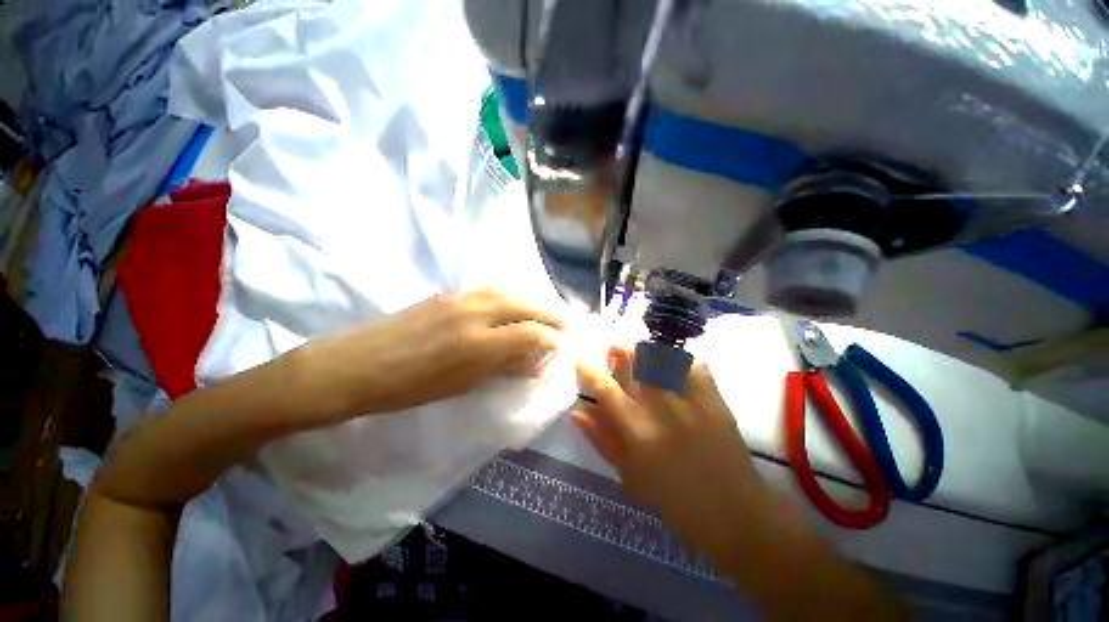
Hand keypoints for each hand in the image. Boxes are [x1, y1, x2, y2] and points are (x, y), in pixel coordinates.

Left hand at [302, 288, 564, 418]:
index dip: (550, 339)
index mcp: (478, 343)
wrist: (355, 366)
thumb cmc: (408, 388)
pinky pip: (490, 291)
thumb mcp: (461, 385)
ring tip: (544, 311)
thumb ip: (501, 368)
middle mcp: (475, 312)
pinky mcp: (448, 294)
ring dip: (531, 301)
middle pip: (525, 304)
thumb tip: (533, 363)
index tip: (559, 346)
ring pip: (509, 292)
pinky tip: (513, 307)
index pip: (531, 333)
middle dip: (550, 312)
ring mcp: (460, 298)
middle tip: (566, 321)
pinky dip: (510, 297)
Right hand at [574, 346, 772, 567]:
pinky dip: (680, 359)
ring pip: (664, 358)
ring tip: (639, 354)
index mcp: (638, 432)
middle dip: (620, 349)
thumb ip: (602, 440)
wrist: (735, 516)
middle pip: (636, 361)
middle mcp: (663, 409)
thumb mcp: (630, 476)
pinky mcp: (716, 401)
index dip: (589, 370)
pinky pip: (695, 366)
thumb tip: (578, 412)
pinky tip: (672, 364)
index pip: (606, 389)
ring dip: (646, 350)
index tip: (581, 359)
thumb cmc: (674, 502)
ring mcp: (692, 402)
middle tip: (613, 351)